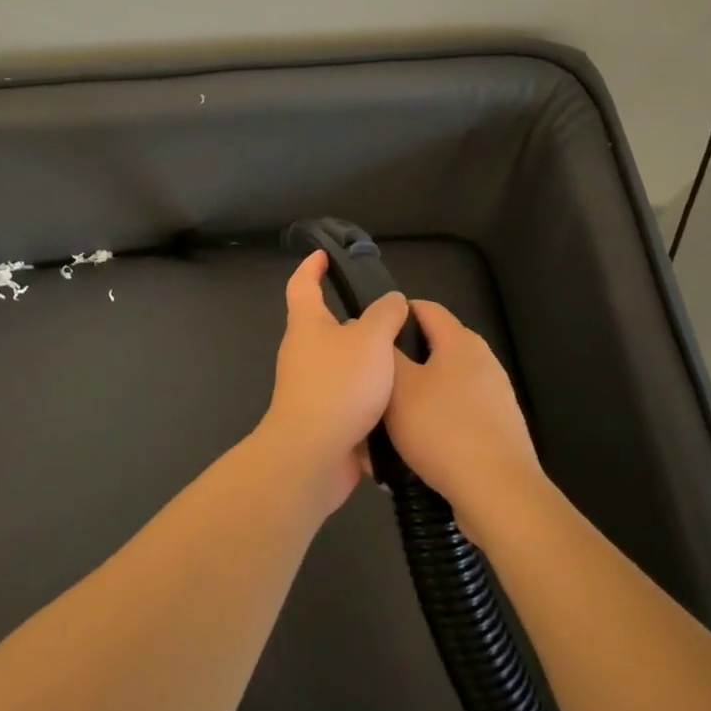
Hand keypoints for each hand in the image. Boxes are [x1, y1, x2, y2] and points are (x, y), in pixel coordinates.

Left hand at [256, 250, 410, 513]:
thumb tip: (392, 302)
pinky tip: (401, 400)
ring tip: (407, 359)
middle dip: (355, 320)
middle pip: (325, 327)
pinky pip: (351, 400)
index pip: (302, 284)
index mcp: (307, 325)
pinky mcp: (324, 419)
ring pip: (343, 365)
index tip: (324, 255)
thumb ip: (385, 315)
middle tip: (392, 316)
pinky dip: (372, 398)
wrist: (313, 455)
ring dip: (368, 362)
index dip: (312, 267)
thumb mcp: (371, 340)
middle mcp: (304, 352)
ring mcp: (311, 388)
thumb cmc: (338, 386)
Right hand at [385, 301, 542, 529]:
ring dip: (411, 402)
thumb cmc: (442, 428)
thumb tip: (378, 336)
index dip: (393, 315)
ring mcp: (494, 397)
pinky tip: (409, 454)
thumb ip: (385, 354)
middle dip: (399, 366)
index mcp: (460, 341)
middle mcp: (482, 361)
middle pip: (431, 350)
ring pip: (439, 388)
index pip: (423, 307)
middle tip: (370, 386)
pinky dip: (430, 427)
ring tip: (382, 427)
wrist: (498, 493)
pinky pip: (453, 418)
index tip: (366, 336)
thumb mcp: (398, 386)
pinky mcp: (496, 431)